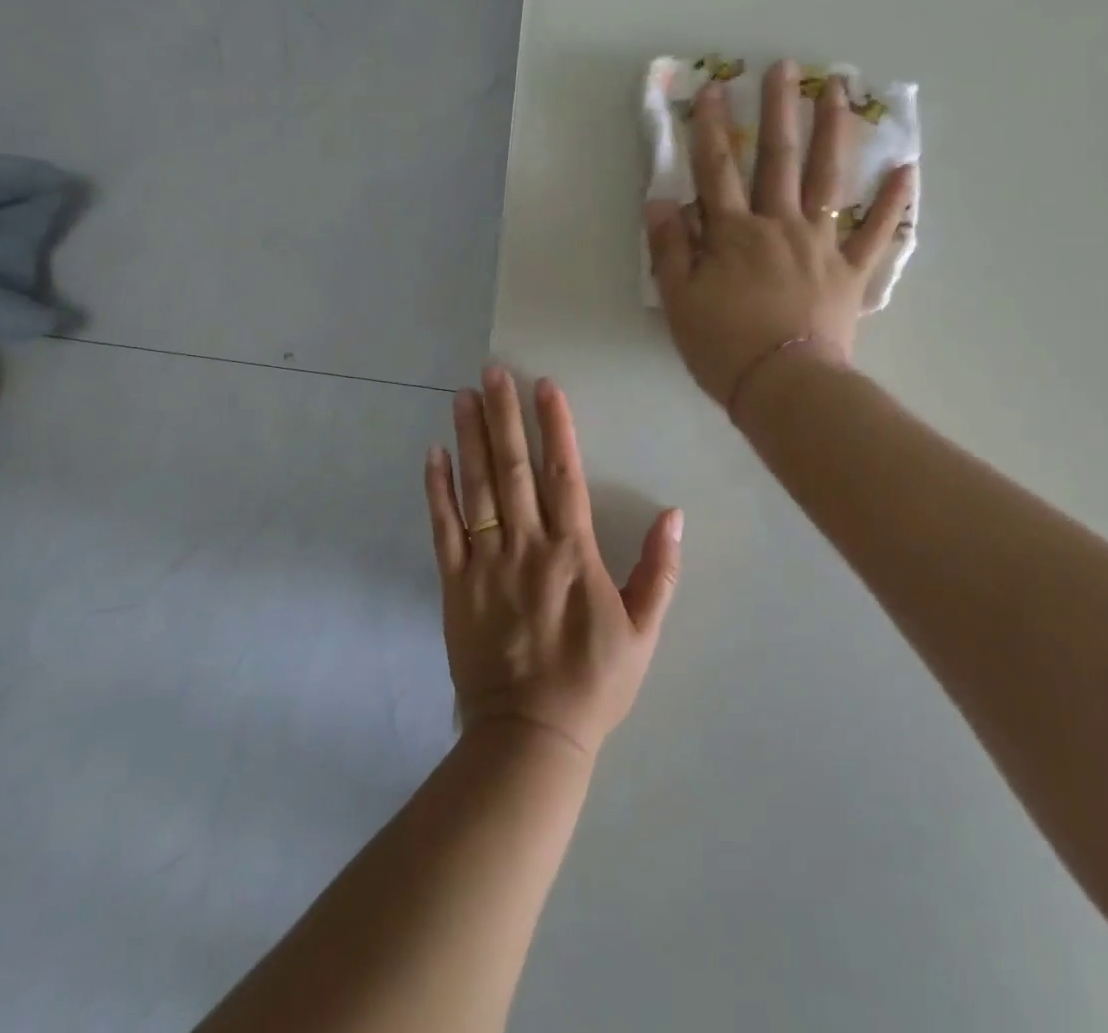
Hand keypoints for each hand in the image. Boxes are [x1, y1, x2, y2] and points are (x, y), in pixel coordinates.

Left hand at [423, 368, 681, 756]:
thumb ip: (659, 570)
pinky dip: (438, 490)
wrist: (529, 736)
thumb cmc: (593, 682)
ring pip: (476, 488)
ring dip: (469, 438)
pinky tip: (434, 455)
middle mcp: (526, 546)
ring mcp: (485, 563)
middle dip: (503, 415)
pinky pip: (444, 529)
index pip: (563, 473)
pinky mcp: (454, 585)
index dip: (555, 426)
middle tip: (493, 372)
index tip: (545, 385)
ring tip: (462, 396)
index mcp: (573, 553)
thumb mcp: (643, 631)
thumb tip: (673, 514)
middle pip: (513, 468)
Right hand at [647, 60, 915, 406]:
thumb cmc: (723, 346)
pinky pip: (877, 232)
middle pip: (778, 159)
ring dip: (833, 131)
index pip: (716, 170)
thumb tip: (660, 201)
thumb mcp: (679, 300)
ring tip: (839, 91)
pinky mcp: (851, 272)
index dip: (708, 128)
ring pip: (829, 179)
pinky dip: (894, 202)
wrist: (783, 386)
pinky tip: (907, 168)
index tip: (710, 88)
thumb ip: (670, 248)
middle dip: (778, 110)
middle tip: (785, 67)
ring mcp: (821, 245)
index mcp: (733, 233)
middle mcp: (779, 226)